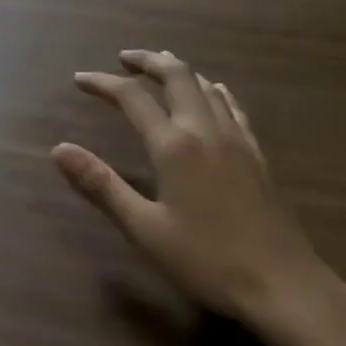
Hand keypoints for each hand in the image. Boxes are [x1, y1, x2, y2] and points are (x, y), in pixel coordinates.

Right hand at [52, 50, 332, 325]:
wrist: (285, 286)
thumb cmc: (207, 260)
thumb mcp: (144, 228)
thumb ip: (101, 185)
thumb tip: (59, 149)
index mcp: (174, 145)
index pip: (132, 98)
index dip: (103, 83)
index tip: (79, 79)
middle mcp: (205, 131)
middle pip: (176, 76)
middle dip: (148, 61)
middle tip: (124, 58)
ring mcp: (237, 140)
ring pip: (206, 86)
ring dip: (179, 70)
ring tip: (160, 67)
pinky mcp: (257, 155)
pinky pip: (233, 107)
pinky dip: (213, 90)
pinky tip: (213, 92)